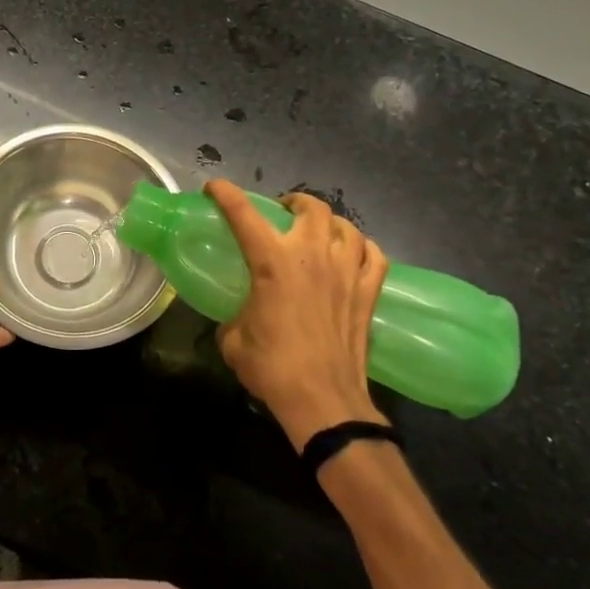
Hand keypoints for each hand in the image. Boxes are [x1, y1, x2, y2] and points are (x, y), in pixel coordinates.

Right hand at [205, 181, 388, 451]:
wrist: (323, 401)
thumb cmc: (272, 368)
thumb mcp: (234, 340)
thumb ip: (233, 318)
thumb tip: (238, 317)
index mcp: (273, 262)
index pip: (244, 214)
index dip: (226, 194)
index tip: (214, 187)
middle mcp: (312, 256)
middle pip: (310, 207)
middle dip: (294, 202)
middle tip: (283, 212)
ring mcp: (347, 272)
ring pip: (346, 226)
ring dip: (330, 222)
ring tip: (320, 230)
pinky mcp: (369, 293)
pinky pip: (374, 256)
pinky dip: (364, 248)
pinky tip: (355, 254)